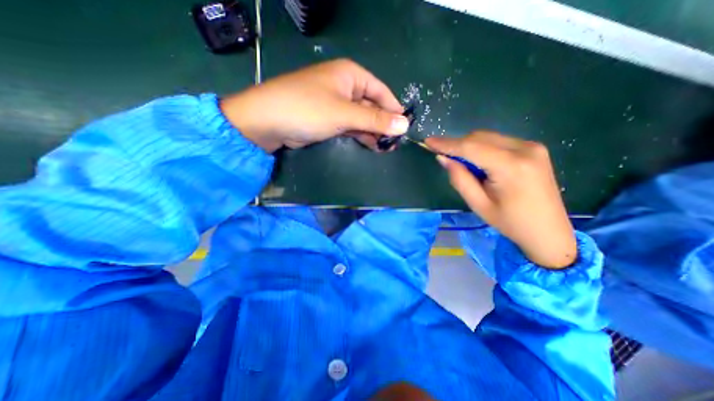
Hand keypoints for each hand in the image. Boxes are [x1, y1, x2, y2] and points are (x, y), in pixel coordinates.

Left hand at [218, 58, 409, 151]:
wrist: (269, 122)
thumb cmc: (308, 109)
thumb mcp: (344, 114)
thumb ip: (375, 120)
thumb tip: (404, 125)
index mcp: (351, 75)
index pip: (381, 91)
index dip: (393, 109)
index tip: (404, 128)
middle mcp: (345, 87)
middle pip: (372, 106)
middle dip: (383, 125)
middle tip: (394, 144)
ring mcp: (336, 104)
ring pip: (361, 118)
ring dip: (373, 132)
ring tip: (385, 148)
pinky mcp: (329, 119)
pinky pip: (350, 126)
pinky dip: (360, 135)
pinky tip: (370, 146)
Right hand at [426, 132, 575, 269]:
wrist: (548, 231)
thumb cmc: (510, 222)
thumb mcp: (478, 204)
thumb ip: (459, 178)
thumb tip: (443, 158)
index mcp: (511, 167)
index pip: (471, 147)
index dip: (447, 143)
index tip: (428, 142)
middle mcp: (524, 149)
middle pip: (480, 138)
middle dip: (457, 145)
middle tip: (443, 157)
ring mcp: (532, 146)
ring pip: (488, 137)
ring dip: (469, 147)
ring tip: (462, 164)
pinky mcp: (534, 148)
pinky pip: (498, 141)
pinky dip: (482, 148)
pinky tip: (479, 163)